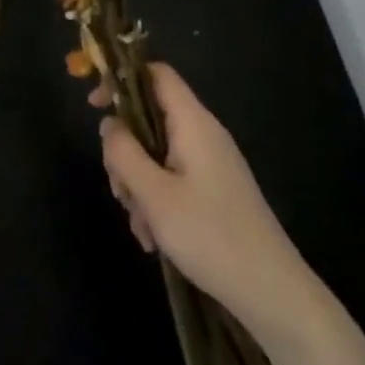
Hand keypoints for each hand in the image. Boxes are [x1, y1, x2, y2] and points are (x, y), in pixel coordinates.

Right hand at [97, 63, 320, 339]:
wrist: (270, 290)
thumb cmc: (209, 234)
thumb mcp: (154, 194)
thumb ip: (124, 152)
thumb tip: (109, 123)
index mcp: (193, 122)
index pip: (157, 74)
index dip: (122, 79)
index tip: (94, 105)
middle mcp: (203, 134)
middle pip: (150, 119)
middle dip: (126, 152)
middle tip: (120, 190)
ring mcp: (211, 163)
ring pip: (157, 155)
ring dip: (139, 185)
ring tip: (142, 227)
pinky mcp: (214, 190)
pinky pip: (173, 180)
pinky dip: (157, 202)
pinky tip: (155, 239)